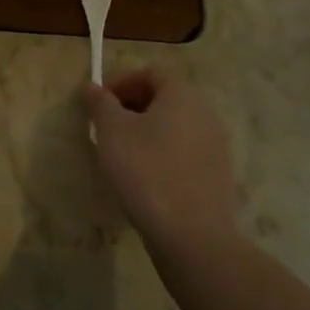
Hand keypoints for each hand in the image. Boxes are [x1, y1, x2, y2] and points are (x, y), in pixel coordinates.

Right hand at [82, 70, 238, 256]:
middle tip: (107, 126)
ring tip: (123, 152)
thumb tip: (92, 86)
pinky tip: (145, 177)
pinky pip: (185, 151)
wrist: (192, 236)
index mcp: (182, 95)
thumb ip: (100, 103)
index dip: (122, 81)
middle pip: (166, 97)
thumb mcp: (112, 131)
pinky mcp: (217, 176)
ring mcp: (216, 147)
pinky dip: (164, 153)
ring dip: (148, 131)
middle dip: (133, 106)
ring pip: (175, 126)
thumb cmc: (146, 170)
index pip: (151, 72)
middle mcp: (205, 114)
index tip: (100, 102)